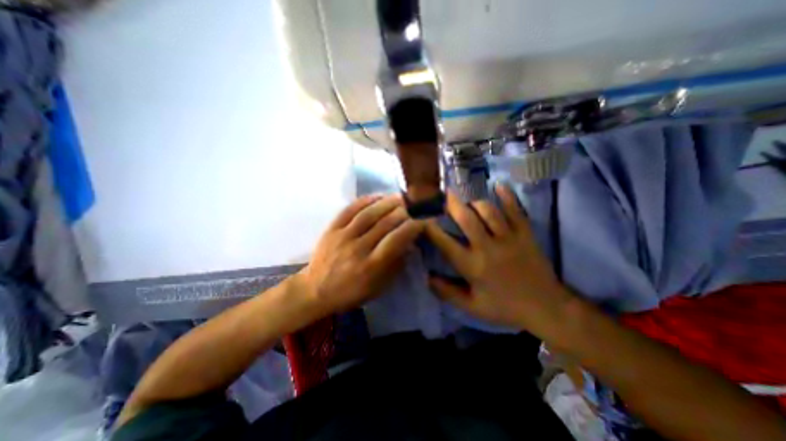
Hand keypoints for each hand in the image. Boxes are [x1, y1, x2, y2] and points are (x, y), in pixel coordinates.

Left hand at [299, 195, 427, 314]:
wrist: (315, 290)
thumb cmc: (351, 292)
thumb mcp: (379, 287)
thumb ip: (396, 265)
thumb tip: (410, 243)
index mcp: (371, 266)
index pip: (397, 239)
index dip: (413, 226)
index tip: (423, 220)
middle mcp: (358, 248)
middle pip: (385, 223)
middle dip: (404, 212)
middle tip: (413, 206)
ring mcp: (343, 236)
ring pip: (369, 213)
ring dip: (387, 202)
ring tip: (400, 197)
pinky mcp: (331, 228)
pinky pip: (350, 209)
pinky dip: (366, 200)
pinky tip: (377, 197)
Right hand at [425, 185, 571, 332]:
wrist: (546, 307)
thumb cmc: (504, 307)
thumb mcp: (471, 306)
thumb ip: (446, 292)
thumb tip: (426, 276)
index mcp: (472, 266)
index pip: (444, 242)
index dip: (430, 228)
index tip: (422, 218)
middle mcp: (488, 248)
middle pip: (466, 218)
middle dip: (451, 204)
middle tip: (443, 196)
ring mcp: (509, 238)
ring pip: (488, 211)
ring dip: (474, 202)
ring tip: (468, 201)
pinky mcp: (526, 234)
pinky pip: (516, 210)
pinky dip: (507, 196)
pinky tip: (498, 185)